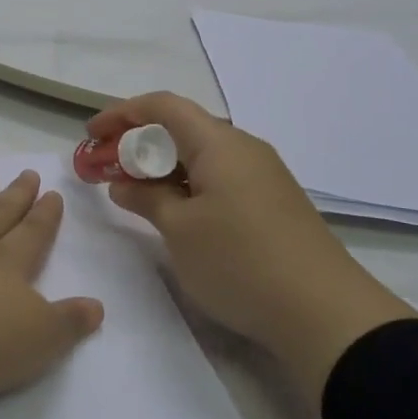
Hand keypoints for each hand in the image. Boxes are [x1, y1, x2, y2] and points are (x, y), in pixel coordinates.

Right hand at [89, 94, 416, 408]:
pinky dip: (189, 184)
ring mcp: (263, 175)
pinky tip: (177, 213)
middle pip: (183, 127)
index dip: (122, 114)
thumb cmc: (240, 262)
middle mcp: (243, 147)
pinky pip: (221, 177)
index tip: (92, 135)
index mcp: (219, 143)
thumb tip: (124, 184)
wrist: (325, 312)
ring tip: (135, 193)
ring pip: (202, 155)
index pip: (163, 105)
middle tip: (107, 169)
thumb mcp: (180, 231)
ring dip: (164, 166)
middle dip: (140, 142)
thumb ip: (146, 199)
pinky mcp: (273, 202)